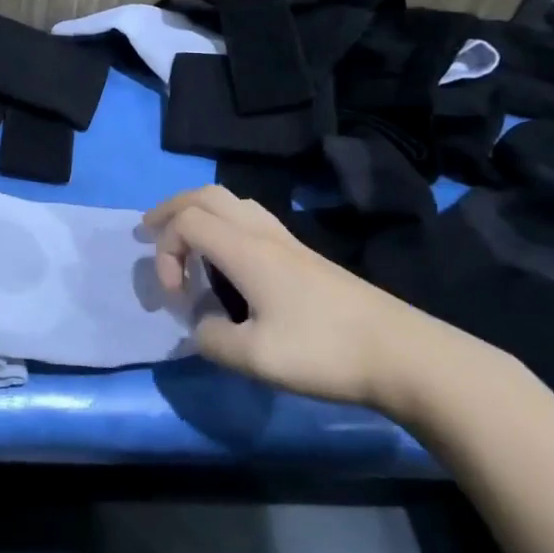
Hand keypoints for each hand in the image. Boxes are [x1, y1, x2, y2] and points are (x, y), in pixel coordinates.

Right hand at [145, 185, 482, 414]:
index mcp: (246, 250)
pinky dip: (222, 224)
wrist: (404, 355)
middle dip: (170, 209)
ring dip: (198, 213)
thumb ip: (210, 340)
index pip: (186, 222)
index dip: (164, 251)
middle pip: (206, 195)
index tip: (174, 297)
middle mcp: (263, 234)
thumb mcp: (255, 358)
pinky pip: (249, 218)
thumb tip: (200, 327)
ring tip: (182, 240)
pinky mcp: (304, 255)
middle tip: (149, 233)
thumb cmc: (325, 351)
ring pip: (231, 201)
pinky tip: (226, 259)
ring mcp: (287, 241)